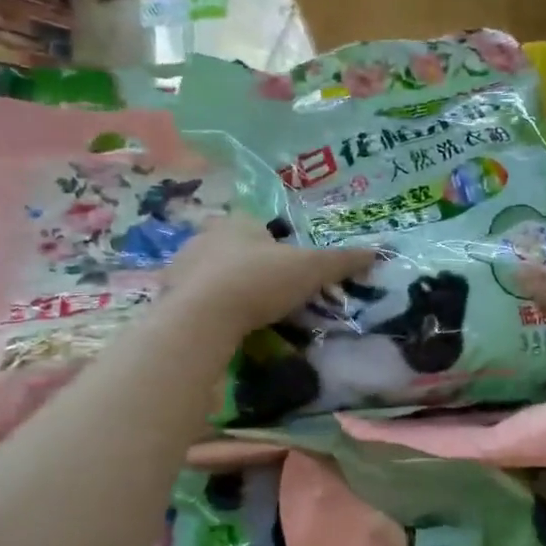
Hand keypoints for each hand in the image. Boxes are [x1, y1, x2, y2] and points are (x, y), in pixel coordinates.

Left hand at [164, 218, 378, 336]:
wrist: (203, 316)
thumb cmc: (260, 281)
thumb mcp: (310, 270)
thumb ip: (342, 261)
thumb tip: (378, 252)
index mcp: (239, 221)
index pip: (260, 225)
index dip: (276, 245)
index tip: (288, 271)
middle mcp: (207, 235)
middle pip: (235, 247)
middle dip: (251, 265)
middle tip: (270, 294)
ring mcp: (183, 263)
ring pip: (212, 271)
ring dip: (226, 286)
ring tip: (246, 313)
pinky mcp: (168, 293)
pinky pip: (193, 296)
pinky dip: (207, 306)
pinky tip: (221, 324)